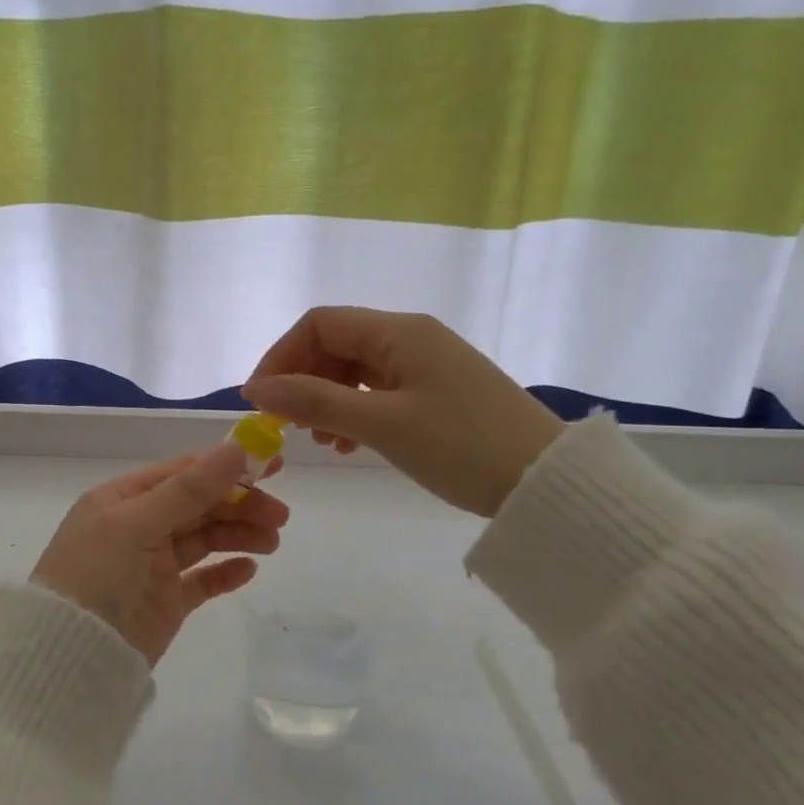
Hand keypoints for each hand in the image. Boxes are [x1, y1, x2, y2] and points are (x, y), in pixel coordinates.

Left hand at [31, 444, 289, 664]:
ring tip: (271, 542)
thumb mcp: (138, 524)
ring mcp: (153, 565)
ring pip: (205, 539)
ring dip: (239, 535)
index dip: (227, 466)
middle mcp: (139, 526)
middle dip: (240, 505)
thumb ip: (190, 489)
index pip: (183, 473)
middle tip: (280, 515)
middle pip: (199, 505)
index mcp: (124, 499)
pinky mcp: (166, 601)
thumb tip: (237, 448)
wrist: (69, 657)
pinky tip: (249, 570)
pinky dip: (226, 572)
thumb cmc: (96, 576)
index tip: (273, 464)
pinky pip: (203, 580)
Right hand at [243, 307, 564, 517]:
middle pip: (336, 343)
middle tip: (286, 425)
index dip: (281, 356)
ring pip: (357, 369)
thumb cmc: (461, 447)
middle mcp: (411, 337)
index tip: (260, 400)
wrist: (546, 481)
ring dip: (327, 398)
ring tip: (319, 441)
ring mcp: (427, 364)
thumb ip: (315, 402)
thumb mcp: (381, 425)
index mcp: (398, 332)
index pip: (320, 324)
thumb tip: (257, 388)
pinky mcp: (438, 391)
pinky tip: (349, 443)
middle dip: (302, 379)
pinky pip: (381, 390)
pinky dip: (355, 411)